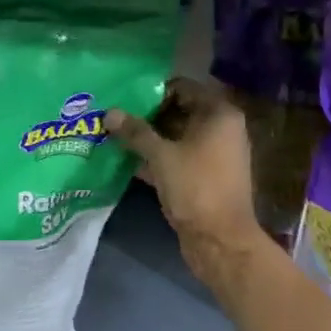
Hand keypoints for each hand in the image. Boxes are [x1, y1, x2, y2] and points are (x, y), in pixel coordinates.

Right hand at [105, 77, 271, 289]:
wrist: (220, 242)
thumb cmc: (195, 187)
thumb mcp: (161, 155)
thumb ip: (135, 132)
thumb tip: (109, 112)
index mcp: (219, 114)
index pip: (183, 88)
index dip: (153, 91)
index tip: (125, 98)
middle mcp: (221, 129)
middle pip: (179, 111)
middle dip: (147, 115)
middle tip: (115, 116)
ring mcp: (214, 154)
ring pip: (176, 136)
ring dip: (149, 138)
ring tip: (115, 135)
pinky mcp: (204, 177)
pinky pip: (177, 158)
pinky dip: (156, 158)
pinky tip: (126, 160)